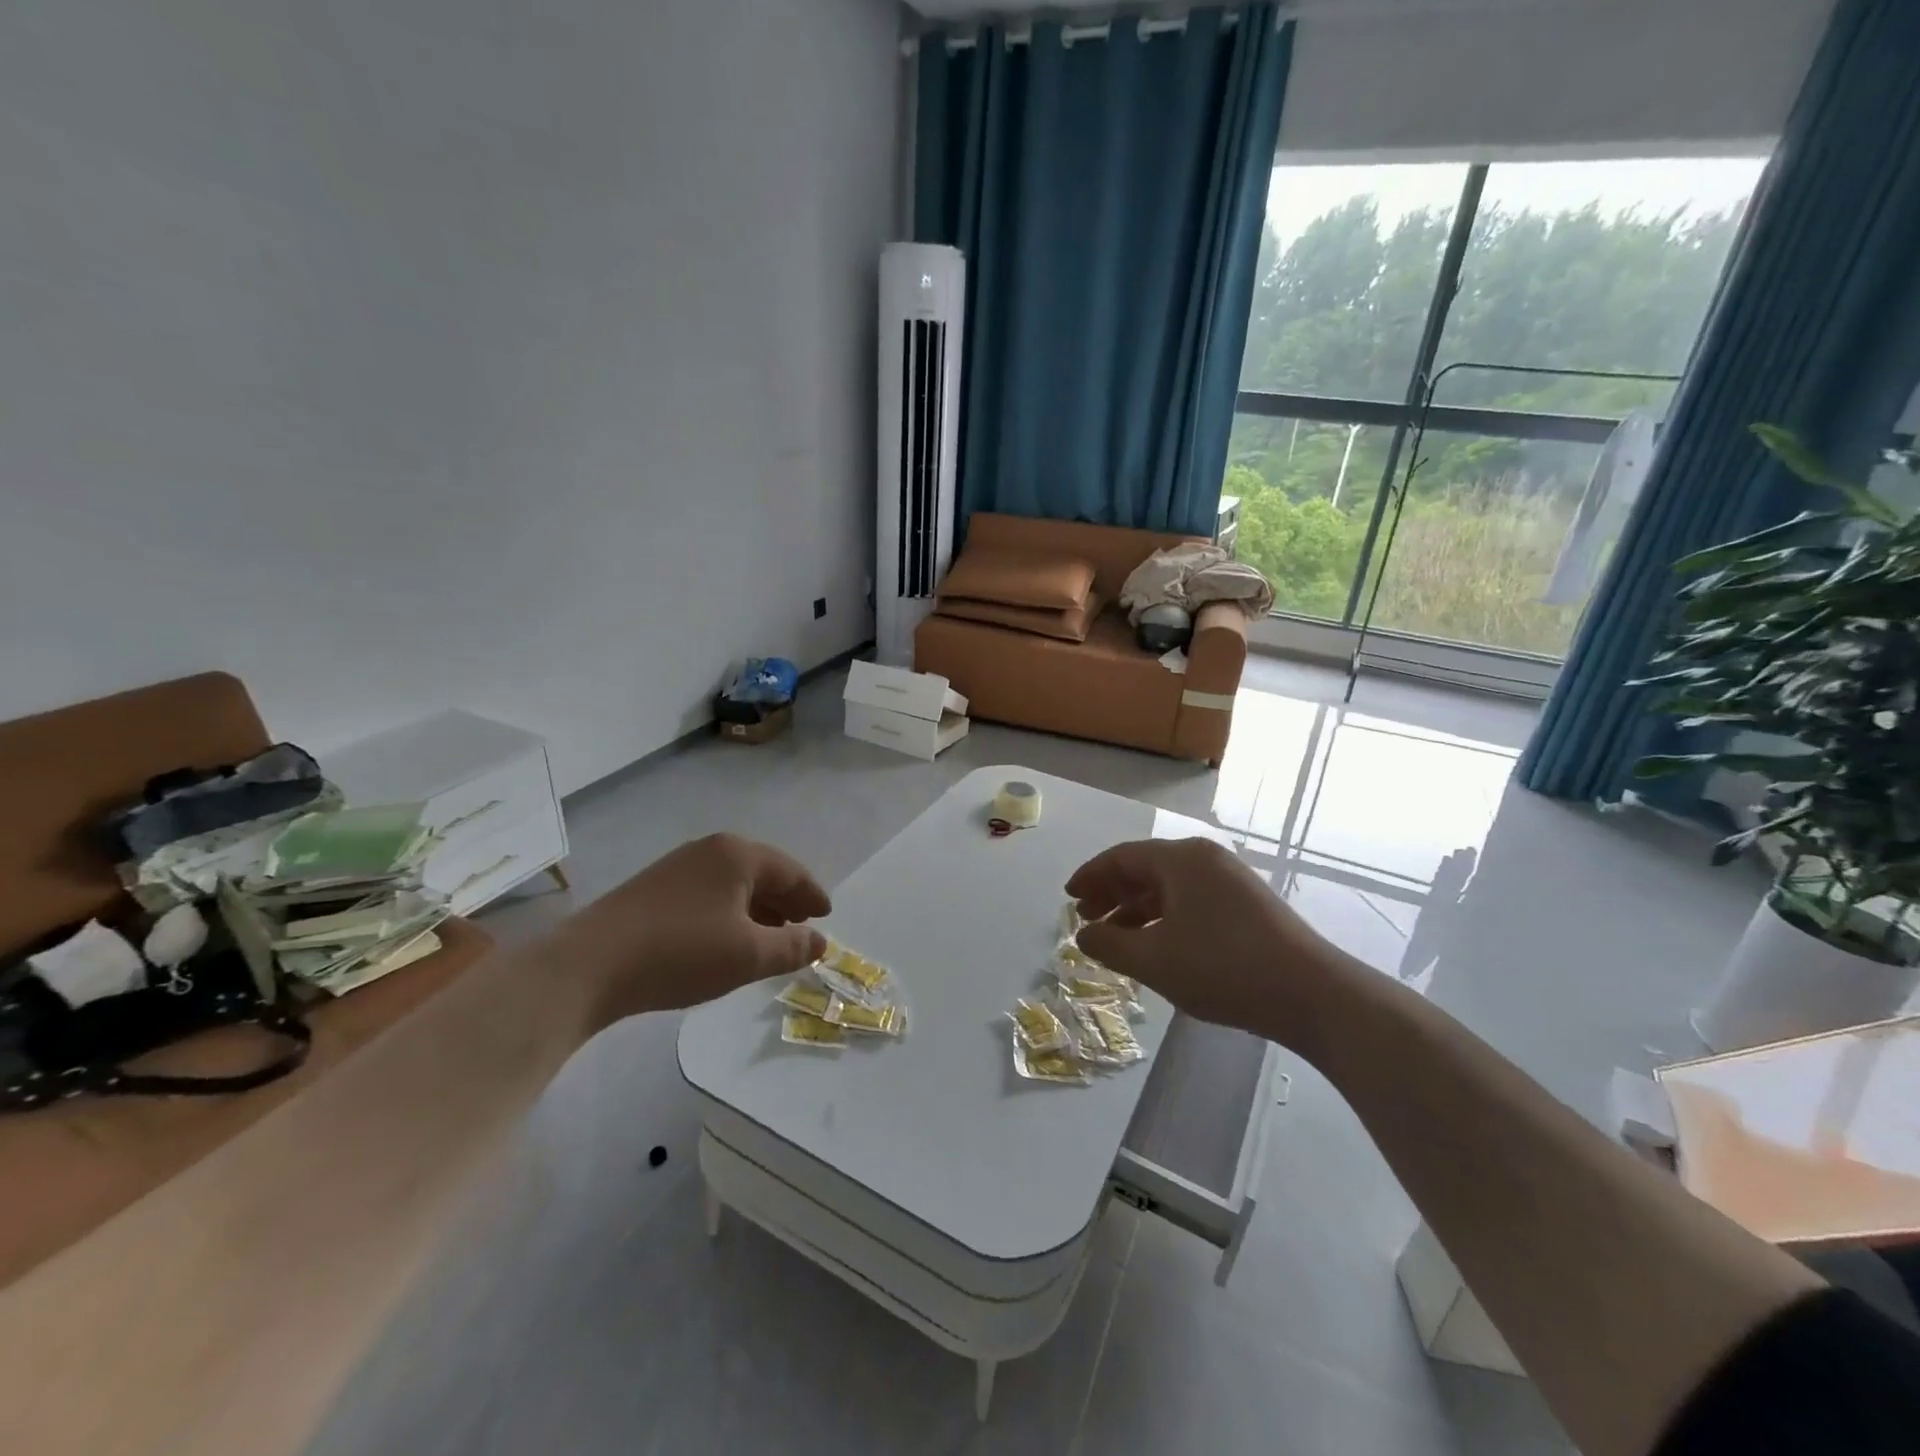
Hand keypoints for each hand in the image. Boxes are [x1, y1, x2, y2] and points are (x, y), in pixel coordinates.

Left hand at [551, 834, 830, 1025]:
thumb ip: (791, 947)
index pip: (790, 871)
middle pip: (762, 873)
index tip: (827, 915)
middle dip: (786, 901)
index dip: (812, 895)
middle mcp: (710, 850)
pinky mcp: (655, 888)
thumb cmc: (682, 953)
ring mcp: (679, 866)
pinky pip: (710, 894)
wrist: (590, 965)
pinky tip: (728, 939)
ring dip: (758, 909)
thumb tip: (820, 941)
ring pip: (734, 884)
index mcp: (738, 855)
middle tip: (803, 927)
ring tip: (770, 938)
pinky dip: (730, 913)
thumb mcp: (748, 955)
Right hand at [1066, 837, 1357, 1037]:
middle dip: (1111, 893)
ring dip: (1137, 909)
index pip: (1122, 858)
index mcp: (1180, 859)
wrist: (1312, 994)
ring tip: (1115, 937)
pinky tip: (1156, 945)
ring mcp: (1230, 881)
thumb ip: (1109, 946)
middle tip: (1085, 917)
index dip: (1090, 876)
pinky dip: (1164, 918)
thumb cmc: (1223, 968)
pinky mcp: (1247, 905)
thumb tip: (1084, 936)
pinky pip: (1191, 901)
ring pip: (1169, 887)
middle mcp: (1205, 859)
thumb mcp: (1154, 960)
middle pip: (1145, 869)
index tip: (1068, 896)